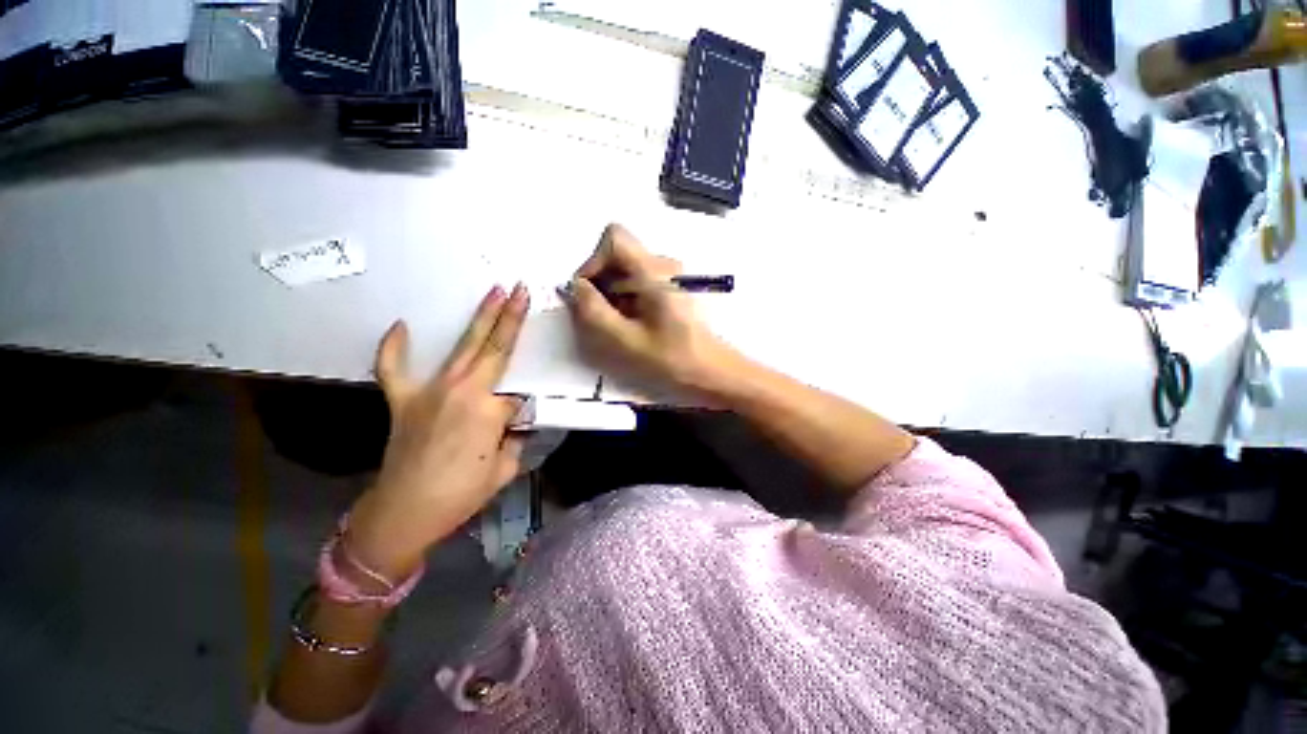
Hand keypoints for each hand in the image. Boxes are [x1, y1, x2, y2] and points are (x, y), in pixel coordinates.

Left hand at [347, 284, 530, 579]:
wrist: (404, 512)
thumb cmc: (461, 494)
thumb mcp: (504, 468)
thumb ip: (513, 438)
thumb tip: (512, 421)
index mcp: (489, 410)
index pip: (515, 395)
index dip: (519, 411)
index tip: (511, 430)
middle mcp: (462, 390)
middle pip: (494, 348)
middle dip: (510, 317)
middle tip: (520, 289)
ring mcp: (429, 391)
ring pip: (461, 348)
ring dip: (479, 319)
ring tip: (493, 293)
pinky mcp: (402, 399)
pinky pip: (394, 369)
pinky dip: (395, 348)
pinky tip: (400, 326)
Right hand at [566, 224, 737, 393]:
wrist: (711, 372)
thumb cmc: (672, 359)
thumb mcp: (625, 340)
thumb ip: (593, 311)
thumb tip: (574, 287)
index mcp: (654, 271)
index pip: (614, 238)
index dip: (593, 262)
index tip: (588, 295)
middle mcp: (663, 265)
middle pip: (618, 256)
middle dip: (600, 284)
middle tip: (600, 318)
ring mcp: (669, 277)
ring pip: (625, 272)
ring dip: (611, 295)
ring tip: (618, 326)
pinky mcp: (670, 290)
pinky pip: (637, 284)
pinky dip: (625, 301)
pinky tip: (632, 326)